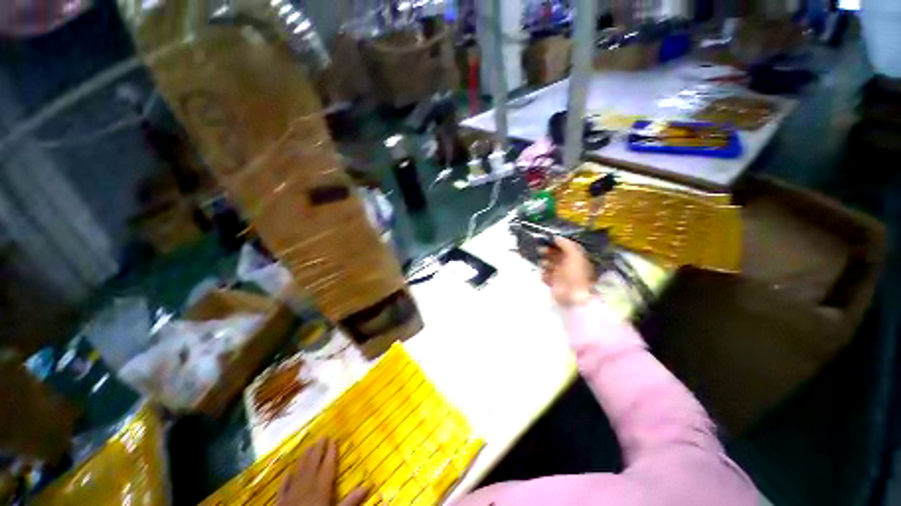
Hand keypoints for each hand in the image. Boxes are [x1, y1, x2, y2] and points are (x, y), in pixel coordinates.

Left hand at [276, 439, 368, 505]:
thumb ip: (350, 501)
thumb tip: (368, 485)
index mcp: (321, 487)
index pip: (327, 466)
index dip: (331, 452)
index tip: (334, 438)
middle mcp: (307, 485)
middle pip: (313, 464)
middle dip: (318, 449)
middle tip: (322, 435)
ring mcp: (292, 493)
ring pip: (299, 471)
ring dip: (304, 458)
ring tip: (308, 446)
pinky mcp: (281, 502)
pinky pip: (284, 486)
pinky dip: (286, 478)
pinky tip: (288, 471)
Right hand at [540, 237, 594, 306]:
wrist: (573, 297)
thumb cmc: (575, 274)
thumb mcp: (575, 255)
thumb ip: (566, 245)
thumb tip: (556, 237)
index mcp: (575, 258)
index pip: (564, 247)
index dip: (556, 243)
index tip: (546, 239)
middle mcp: (568, 265)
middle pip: (555, 255)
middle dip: (547, 252)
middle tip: (539, 250)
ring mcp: (560, 275)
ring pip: (548, 264)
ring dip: (544, 262)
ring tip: (541, 263)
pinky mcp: (553, 283)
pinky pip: (545, 275)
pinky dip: (543, 274)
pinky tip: (544, 274)